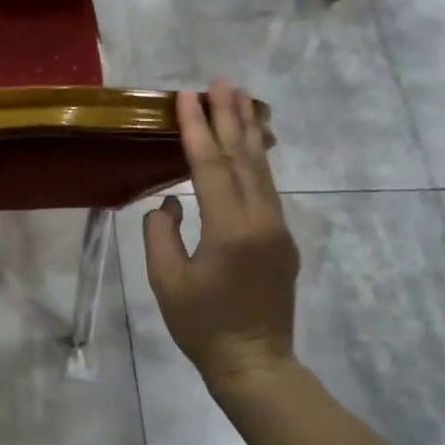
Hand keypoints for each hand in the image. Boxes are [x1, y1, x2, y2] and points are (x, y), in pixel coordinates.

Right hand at [143, 80, 299, 390]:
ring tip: (240, 99)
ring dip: (249, 132)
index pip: (210, 167)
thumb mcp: (166, 281)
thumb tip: (170, 204)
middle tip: (223, 81)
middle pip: (244, 158)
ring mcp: (278, 229)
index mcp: (230, 230)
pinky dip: (256, 161)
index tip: (186, 96)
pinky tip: (250, 147)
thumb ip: (161, 233)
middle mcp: (262, 220)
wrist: (254, 363)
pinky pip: (267, 190)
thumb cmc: (202, 325)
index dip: (197, 129)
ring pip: (262, 170)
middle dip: (231, 117)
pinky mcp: (282, 240)